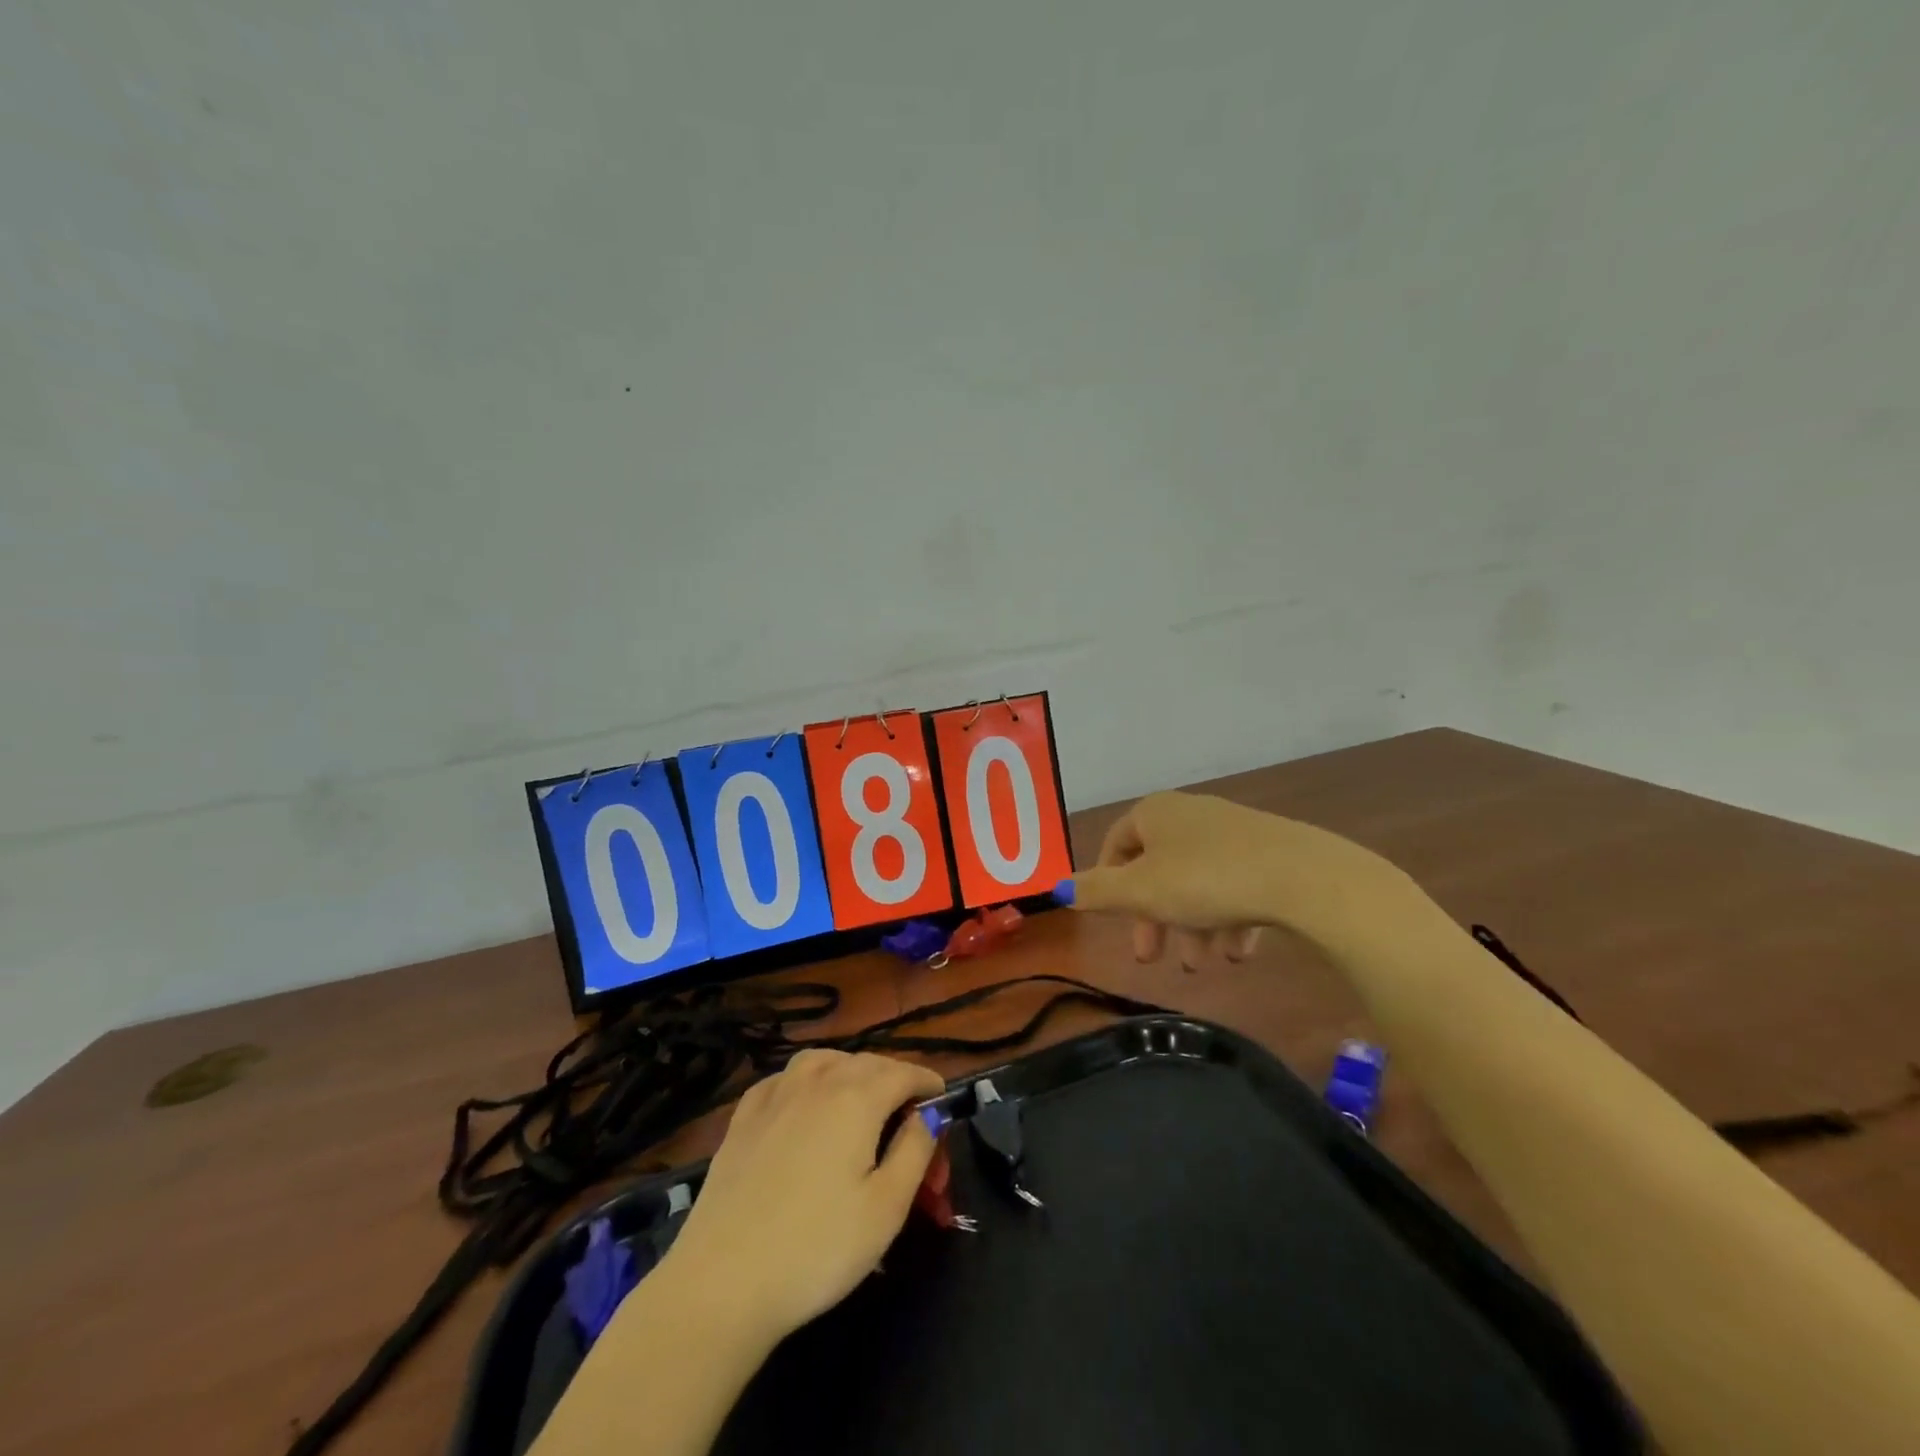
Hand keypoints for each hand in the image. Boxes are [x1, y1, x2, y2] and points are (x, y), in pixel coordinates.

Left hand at [658, 1050, 944, 1347]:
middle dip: (895, 1082)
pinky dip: (808, 1081)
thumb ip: (915, 1151)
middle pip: (867, 1063)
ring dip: (851, 1072)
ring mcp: (775, 1094)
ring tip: (860, 1101)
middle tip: (908, 1121)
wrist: (722, 1282)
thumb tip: (928, 1115)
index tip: (942, 1102)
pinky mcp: (743, 1116)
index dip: (928, 1084)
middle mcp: (817, 1081)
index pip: (904, 1072)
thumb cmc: (817, 1248)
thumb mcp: (886, 1208)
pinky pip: (786, 1078)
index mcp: (857, 1098)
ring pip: (824, 1061)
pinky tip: (805, 1105)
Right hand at [1068, 791, 1400, 964]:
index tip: (1115, 921)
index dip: (1110, 884)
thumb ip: (1096, 892)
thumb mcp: (1140, 892)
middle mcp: (1191, 814)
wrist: (1301, 877)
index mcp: (1155, 813)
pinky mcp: (1269, 851)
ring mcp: (1233, 830)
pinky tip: (1238, 951)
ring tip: (1205, 965)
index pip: (1117, 844)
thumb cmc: (1205, 880)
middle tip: (1153, 958)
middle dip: (1155, 918)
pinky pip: (1236, 884)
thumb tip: (1056, 889)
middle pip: (1158, 868)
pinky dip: (1229, 917)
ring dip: (1193, 926)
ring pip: (1198, 882)